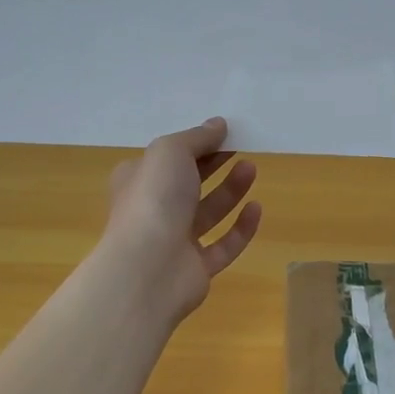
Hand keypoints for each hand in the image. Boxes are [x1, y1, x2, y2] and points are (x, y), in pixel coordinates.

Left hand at [98, 117, 262, 324]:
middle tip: (242, 149)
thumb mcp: (170, 152)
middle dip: (214, 165)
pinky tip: (256, 208)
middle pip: (189, 184)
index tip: (225, 132)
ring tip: (251, 169)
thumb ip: (196, 137)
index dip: (195, 144)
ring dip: (230, 191)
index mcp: (138, 181)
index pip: (167, 158)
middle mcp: (154, 210)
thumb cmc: (153, 200)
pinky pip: (223, 246)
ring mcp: (175, 242)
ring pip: (207, 213)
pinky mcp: (196, 269)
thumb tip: (218, 124)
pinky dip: (240, 228)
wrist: (148, 269)